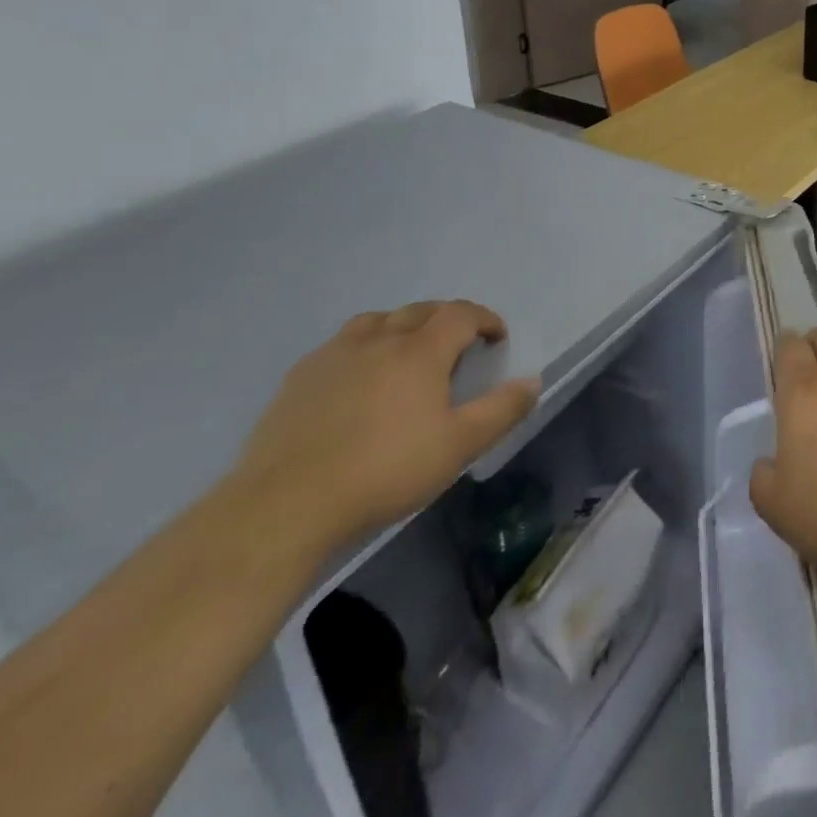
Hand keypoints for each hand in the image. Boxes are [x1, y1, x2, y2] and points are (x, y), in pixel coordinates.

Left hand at [232, 301, 539, 553]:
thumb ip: (501, 410)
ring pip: (377, 321)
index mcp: (420, 351)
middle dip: (447, 319)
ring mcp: (335, 355)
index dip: (484, 319)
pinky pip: (341, 344)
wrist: (285, 506)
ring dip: (402, 326)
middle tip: (459, 345)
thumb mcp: (458, 447)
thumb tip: (532, 380)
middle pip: (420, 310)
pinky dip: (363, 347)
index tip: (496, 337)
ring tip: (408, 352)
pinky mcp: (300, 377)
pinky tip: (359, 378)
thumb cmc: (384, 472)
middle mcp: (379, 339)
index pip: (461, 314)